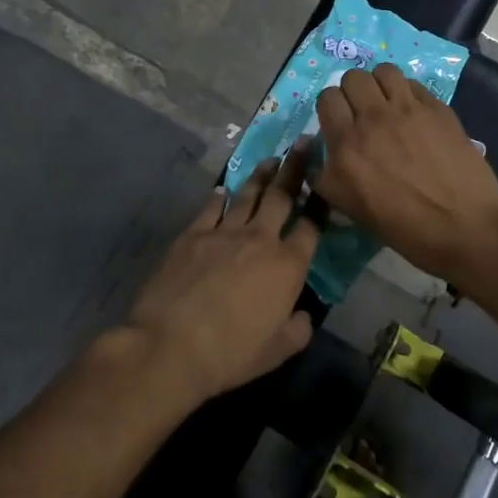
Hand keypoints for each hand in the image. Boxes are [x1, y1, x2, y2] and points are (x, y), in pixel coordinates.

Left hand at [124, 145, 321, 403]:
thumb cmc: (231, 354)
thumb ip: (298, 328)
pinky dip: (220, 197)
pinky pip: (210, 209)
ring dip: (261, 175)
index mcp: (287, 265)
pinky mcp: (192, 234)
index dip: (321, 205)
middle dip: (295, 168)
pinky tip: (224, 190)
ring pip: (248, 195)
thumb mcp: (278, 351)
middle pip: (282, 196)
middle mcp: (260, 238)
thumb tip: (302, 314)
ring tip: (271, 159)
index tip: (326, 186)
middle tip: (304, 144)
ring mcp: (223, 232)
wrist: (171, 345)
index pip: (311, 227)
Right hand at [312, 64, 497, 282]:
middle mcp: (373, 120)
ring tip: (388, 104)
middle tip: (363, 113)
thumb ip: (328, 178)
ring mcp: (408, 110)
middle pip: (353, 78)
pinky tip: (414, 113)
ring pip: (383, 71)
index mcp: (347, 146)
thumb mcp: (352, 210)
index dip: (331, 108)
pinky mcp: (437, 109)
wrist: (465, 228)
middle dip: (353, 92)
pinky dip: (407, 92)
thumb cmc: (406, 229)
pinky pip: (413, 84)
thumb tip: (320, 158)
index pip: (327, 99)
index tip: (339, 123)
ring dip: (380, 85)